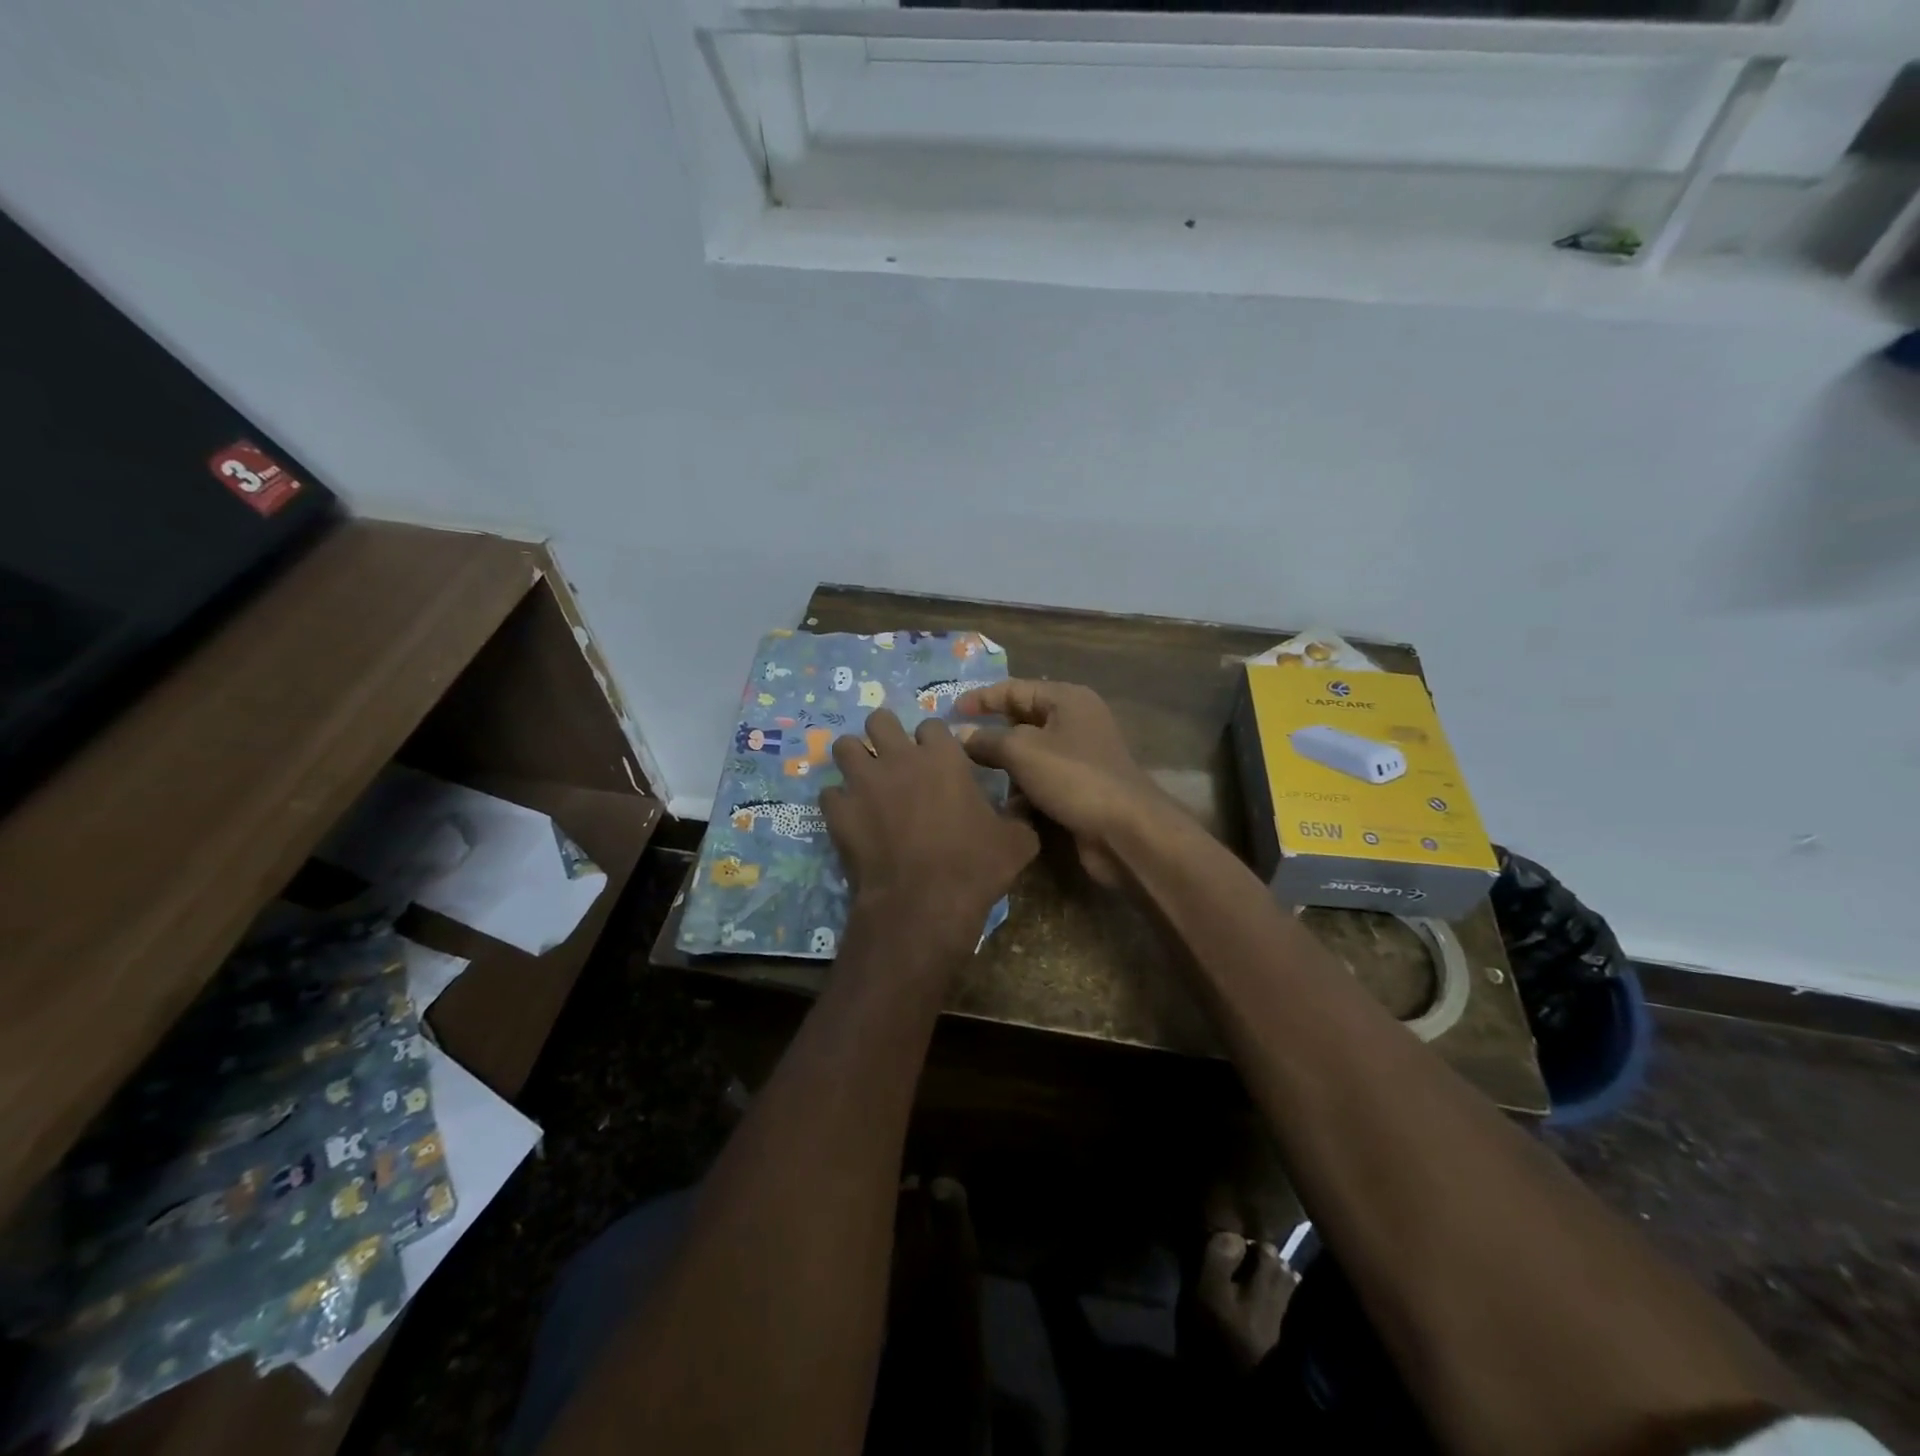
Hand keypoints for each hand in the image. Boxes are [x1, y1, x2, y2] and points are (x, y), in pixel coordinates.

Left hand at [820, 709, 1038, 939]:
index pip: (931, 725)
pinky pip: (829, 794)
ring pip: (844, 747)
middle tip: (893, 758)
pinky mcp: (838, 811)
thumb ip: (1018, 815)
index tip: (936, 760)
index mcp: (942, 757)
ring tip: (864, 779)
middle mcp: (899, 758)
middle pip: (879, 720)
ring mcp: (863, 783)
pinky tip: (850, 818)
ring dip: (854, 759)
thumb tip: (1023, 806)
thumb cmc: (974, 866)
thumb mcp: (1017, 841)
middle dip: (884, 734)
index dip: (933, 741)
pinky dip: (839, 803)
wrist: (923, 903)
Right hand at [955, 681, 1173, 886]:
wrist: (1125, 830)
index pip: (1015, 689)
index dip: (981, 698)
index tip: (949, 711)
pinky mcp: (1080, 788)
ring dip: (1003, 766)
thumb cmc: (1074, 777)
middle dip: (990, 733)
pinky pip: (1041, 780)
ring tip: (970, 777)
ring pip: (1030, 754)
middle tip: (955, 746)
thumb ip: (987, 739)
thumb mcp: (1023, 751)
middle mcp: (1075, 722)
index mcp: (1067, 699)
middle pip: (1022, 720)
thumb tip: (960, 734)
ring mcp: (1080, 756)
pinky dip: (1021, 789)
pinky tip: (1001, 805)